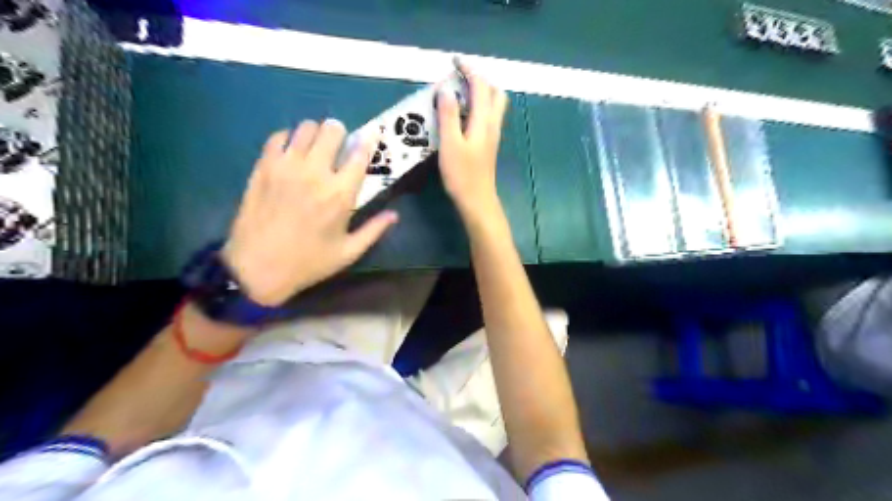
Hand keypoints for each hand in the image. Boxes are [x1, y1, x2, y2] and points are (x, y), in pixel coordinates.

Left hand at [221, 119, 398, 304]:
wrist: (258, 267)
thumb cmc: (309, 262)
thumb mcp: (348, 252)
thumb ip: (374, 230)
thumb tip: (394, 215)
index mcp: (340, 194)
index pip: (359, 154)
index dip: (368, 140)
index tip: (372, 133)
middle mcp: (315, 173)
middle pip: (332, 130)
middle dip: (340, 133)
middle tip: (339, 145)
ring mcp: (286, 167)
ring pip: (305, 128)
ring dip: (315, 133)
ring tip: (315, 146)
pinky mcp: (263, 167)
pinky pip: (278, 137)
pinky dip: (288, 138)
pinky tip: (291, 151)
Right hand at [439, 62, 507, 218]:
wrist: (477, 200)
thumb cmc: (462, 174)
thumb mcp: (450, 144)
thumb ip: (448, 115)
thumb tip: (446, 90)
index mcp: (484, 121)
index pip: (481, 86)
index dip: (469, 70)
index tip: (454, 61)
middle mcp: (492, 124)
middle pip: (495, 93)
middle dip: (480, 79)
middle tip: (460, 78)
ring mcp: (493, 135)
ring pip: (494, 105)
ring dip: (480, 93)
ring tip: (459, 93)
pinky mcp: (488, 145)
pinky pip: (488, 117)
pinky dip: (478, 107)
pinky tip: (462, 115)